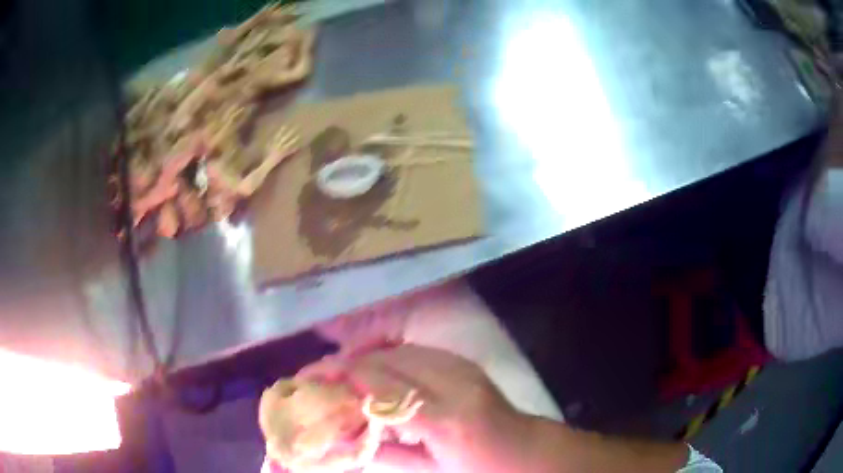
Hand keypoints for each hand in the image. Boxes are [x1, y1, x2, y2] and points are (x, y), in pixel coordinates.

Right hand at [297, 343, 539, 472]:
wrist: (526, 449)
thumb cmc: (482, 470)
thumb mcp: (432, 471)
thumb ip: (384, 454)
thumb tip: (339, 441)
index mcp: (448, 422)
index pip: (383, 390)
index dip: (343, 381)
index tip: (310, 381)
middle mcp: (456, 385)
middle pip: (387, 362)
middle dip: (346, 366)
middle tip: (317, 378)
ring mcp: (462, 369)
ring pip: (398, 352)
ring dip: (364, 361)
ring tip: (339, 376)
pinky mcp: (463, 363)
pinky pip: (415, 355)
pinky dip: (387, 362)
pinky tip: (373, 375)